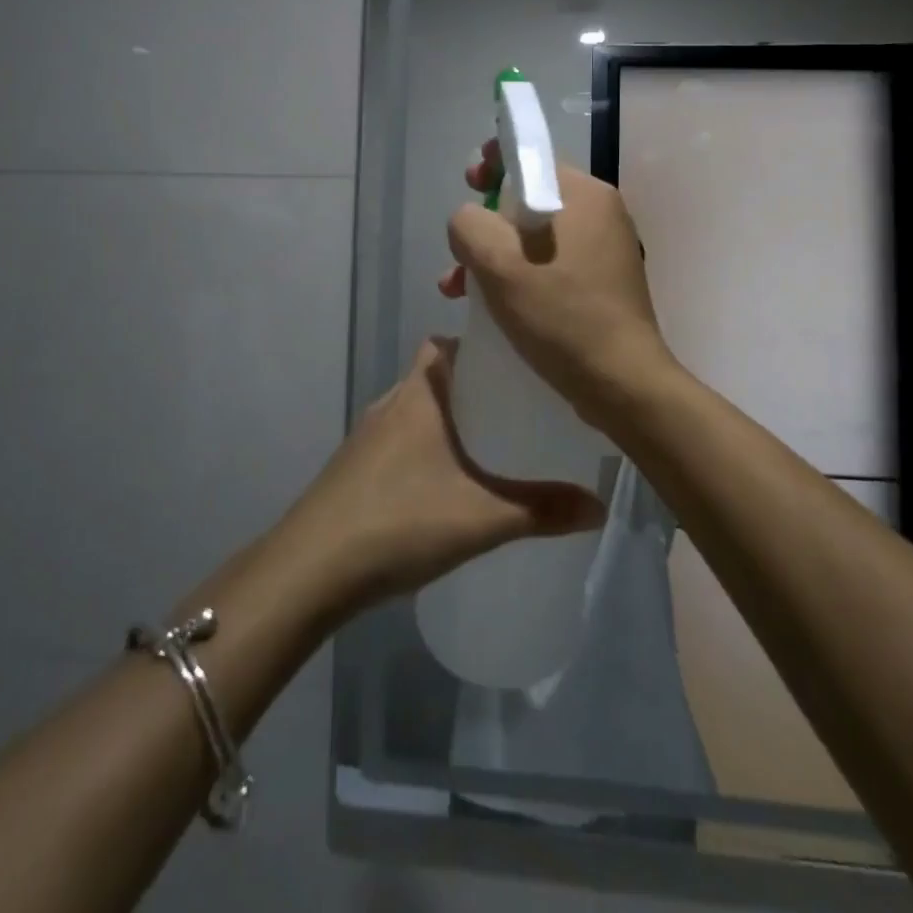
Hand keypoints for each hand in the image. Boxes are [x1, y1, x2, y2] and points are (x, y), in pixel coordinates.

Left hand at [287, 337, 605, 606]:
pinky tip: (445, 485)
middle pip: (434, 376)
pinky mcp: (354, 468)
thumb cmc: (400, 520)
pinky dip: (425, 448)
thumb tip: (599, 505)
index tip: (514, 362)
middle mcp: (390, 404)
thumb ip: (542, 510)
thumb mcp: (482, 517)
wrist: (312, 569)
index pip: (444, 343)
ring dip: (447, 419)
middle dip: (471, 386)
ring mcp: (367, 437)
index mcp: (418, 395)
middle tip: (515, 407)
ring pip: (415, 410)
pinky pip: (399, 441)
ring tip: (489, 444)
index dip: (476, 344)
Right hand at [440, 139, 677, 436]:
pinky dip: (519, 276)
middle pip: (529, 198)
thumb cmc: (560, 313)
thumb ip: (469, 224)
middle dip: (486, 221)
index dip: (493, 163)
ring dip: (493, 256)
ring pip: (535, 237)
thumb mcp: (498, 262)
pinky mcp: (602, 284)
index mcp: (584, 194)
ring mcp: (605, 250)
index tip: (469, 184)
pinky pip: (550, 264)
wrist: (621, 382)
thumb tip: (470, 221)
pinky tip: (490, 305)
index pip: (532, 156)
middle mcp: (601, 214)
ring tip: (456, 288)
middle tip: (460, 244)